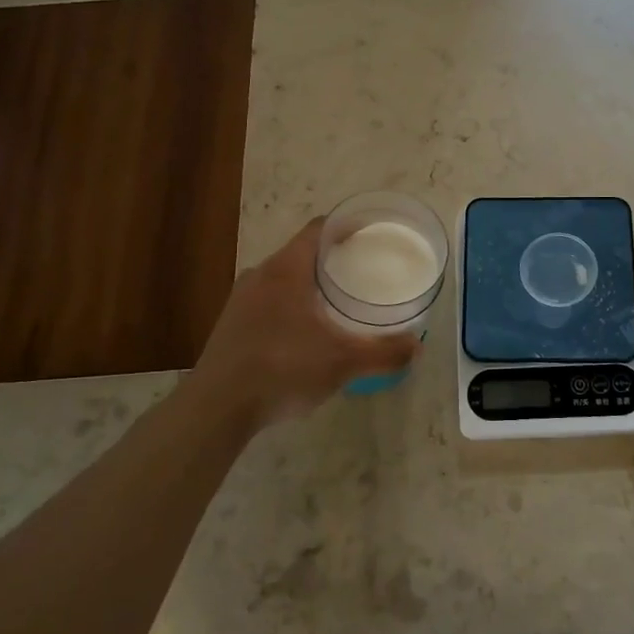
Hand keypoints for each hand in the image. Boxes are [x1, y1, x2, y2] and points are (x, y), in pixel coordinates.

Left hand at [183, 218, 418, 431]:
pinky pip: (269, 302)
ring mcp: (241, 300)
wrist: (216, 408)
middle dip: (332, 258)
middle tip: (362, 270)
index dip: (346, 225)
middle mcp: (260, 275)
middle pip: (301, 252)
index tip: (370, 233)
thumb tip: (417, 346)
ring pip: (283, 279)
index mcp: (287, 269)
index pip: (319, 229)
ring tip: (337, 301)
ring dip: (309, 284)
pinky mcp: (231, 325)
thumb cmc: (282, 369)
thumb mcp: (343, 362)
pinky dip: (292, 305)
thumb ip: (383, 352)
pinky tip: (305, 333)